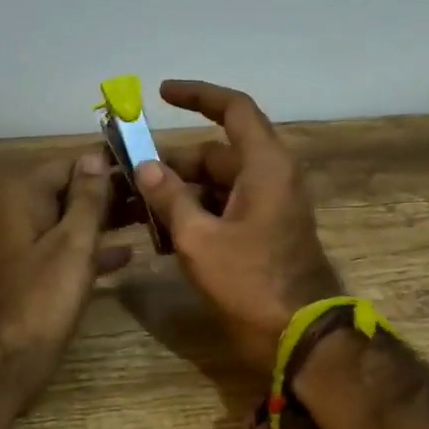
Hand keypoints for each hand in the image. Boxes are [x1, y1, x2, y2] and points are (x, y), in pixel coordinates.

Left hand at [0, 151, 131, 405]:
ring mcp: (20, 244)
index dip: (107, 163)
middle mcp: (16, 212)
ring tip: (148, 218)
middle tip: (154, 195)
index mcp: (21, 196)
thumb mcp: (72, 243)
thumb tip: (95, 155)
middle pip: (68, 191)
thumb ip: (87, 198)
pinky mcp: (28, 273)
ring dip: (105, 221)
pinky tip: (126, 255)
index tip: (145, 166)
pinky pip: (63, 249)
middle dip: (109, 193)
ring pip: (68, 221)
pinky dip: (91, 249)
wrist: (2, 361)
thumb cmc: (41, 298)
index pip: (70, 163)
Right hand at [133, 79, 342, 372]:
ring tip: (137, 208)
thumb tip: (145, 166)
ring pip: (215, 184)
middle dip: (171, 162)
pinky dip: (194, 213)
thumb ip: (170, 198)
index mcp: (264, 165)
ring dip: (178, 192)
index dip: (198, 95)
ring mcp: (267, 206)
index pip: (234, 109)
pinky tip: (161, 234)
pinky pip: (223, 208)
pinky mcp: (262, 231)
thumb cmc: (251, 281)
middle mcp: (269, 177)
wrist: (299, 335)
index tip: (161, 93)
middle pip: (215, 153)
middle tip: (129, 173)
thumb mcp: (199, 239)